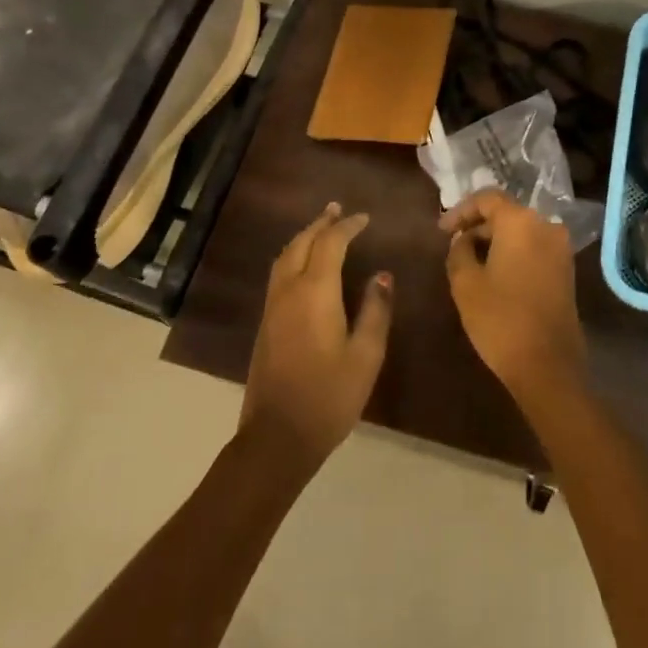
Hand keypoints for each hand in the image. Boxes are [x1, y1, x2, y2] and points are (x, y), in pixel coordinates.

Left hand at [241, 203, 393, 469]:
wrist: (277, 437)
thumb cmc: (329, 396)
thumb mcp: (366, 355)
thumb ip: (375, 311)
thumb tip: (381, 276)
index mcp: (315, 292)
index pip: (330, 244)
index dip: (348, 227)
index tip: (365, 218)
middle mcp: (288, 291)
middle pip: (301, 243)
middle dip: (321, 224)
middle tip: (338, 210)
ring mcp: (272, 307)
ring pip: (285, 257)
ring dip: (304, 237)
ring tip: (322, 228)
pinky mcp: (266, 324)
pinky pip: (279, 273)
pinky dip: (293, 256)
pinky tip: (304, 265)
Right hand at [441, 190, 586, 405]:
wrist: (548, 366)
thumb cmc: (501, 319)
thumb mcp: (465, 283)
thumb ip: (459, 251)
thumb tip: (464, 240)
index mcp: (521, 221)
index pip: (487, 199)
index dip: (461, 211)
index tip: (441, 231)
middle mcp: (546, 225)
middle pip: (506, 213)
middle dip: (478, 226)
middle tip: (453, 245)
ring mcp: (561, 248)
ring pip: (521, 231)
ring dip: (495, 240)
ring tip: (469, 261)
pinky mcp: (566, 270)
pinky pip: (534, 248)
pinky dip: (512, 253)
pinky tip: (494, 273)